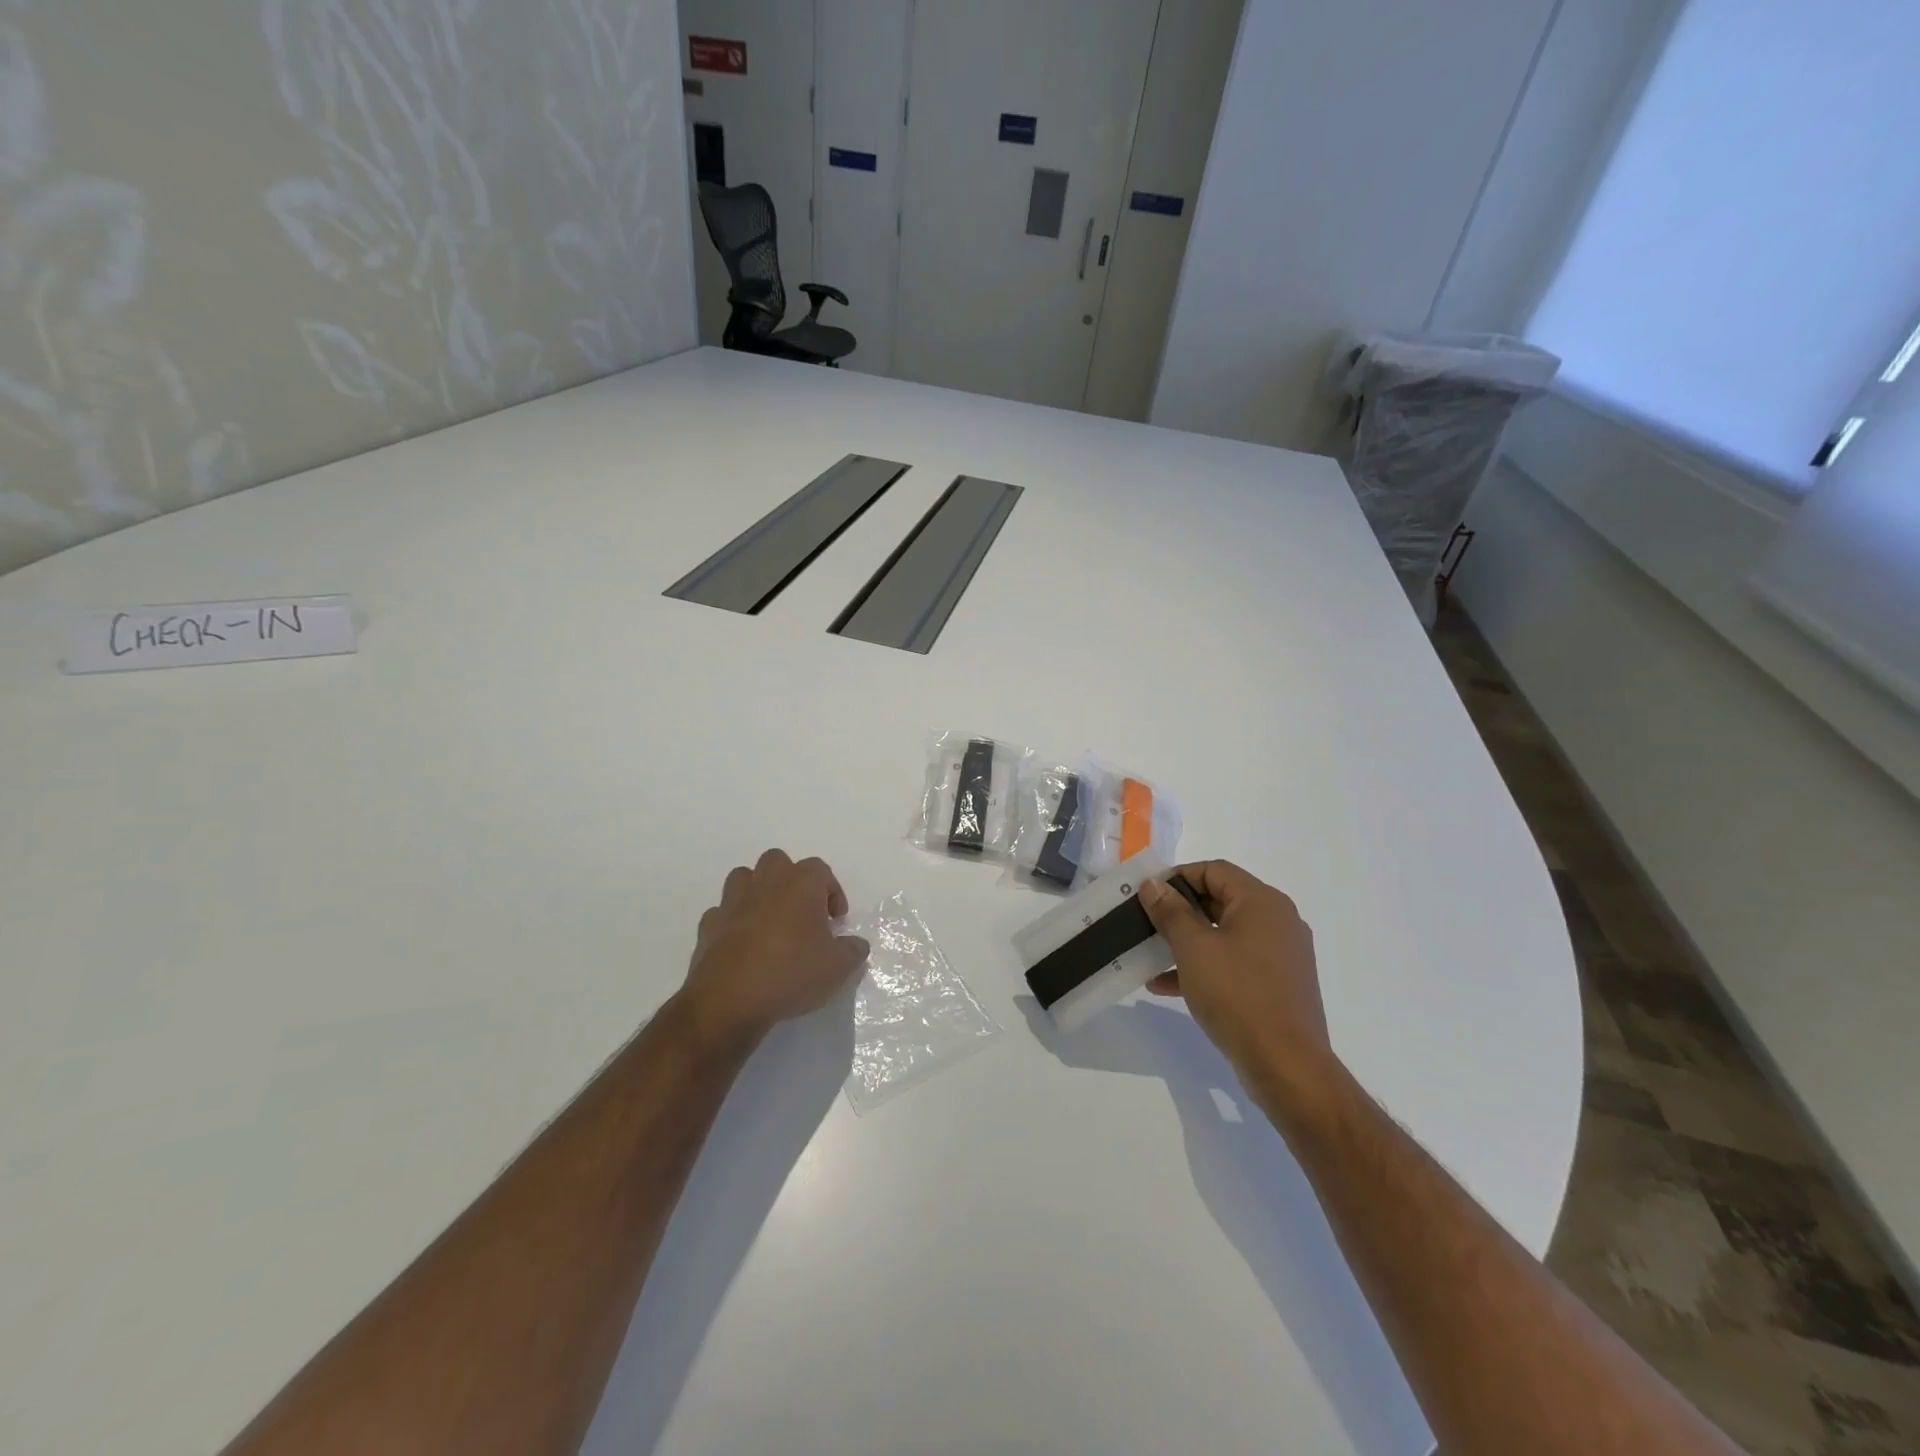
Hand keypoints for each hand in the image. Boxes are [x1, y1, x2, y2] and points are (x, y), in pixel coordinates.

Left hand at [677, 850, 869, 1048]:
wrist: (730, 999)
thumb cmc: (792, 973)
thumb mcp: (838, 968)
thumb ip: (853, 951)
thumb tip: (856, 944)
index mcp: (801, 884)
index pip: (821, 870)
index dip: (832, 892)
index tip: (836, 921)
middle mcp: (766, 883)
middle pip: (778, 861)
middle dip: (791, 880)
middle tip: (802, 913)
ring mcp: (732, 901)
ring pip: (744, 878)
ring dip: (758, 892)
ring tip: (770, 921)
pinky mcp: (709, 925)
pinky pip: (723, 912)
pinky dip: (733, 922)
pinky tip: (742, 944)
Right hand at [1138, 862, 1333, 1087]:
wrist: (1287, 1066)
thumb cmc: (1237, 995)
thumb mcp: (1194, 948)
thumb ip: (1170, 911)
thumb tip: (1153, 884)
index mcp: (1262, 902)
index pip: (1214, 870)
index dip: (1177, 877)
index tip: (1147, 895)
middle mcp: (1277, 921)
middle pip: (1220, 900)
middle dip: (1179, 910)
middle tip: (1145, 922)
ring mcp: (1280, 955)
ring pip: (1224, 934)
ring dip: (1186, 941)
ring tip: (1150, 954)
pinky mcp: (1277, 984)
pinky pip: (1233, 962)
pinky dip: (1203, 966)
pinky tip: (1166, 985)